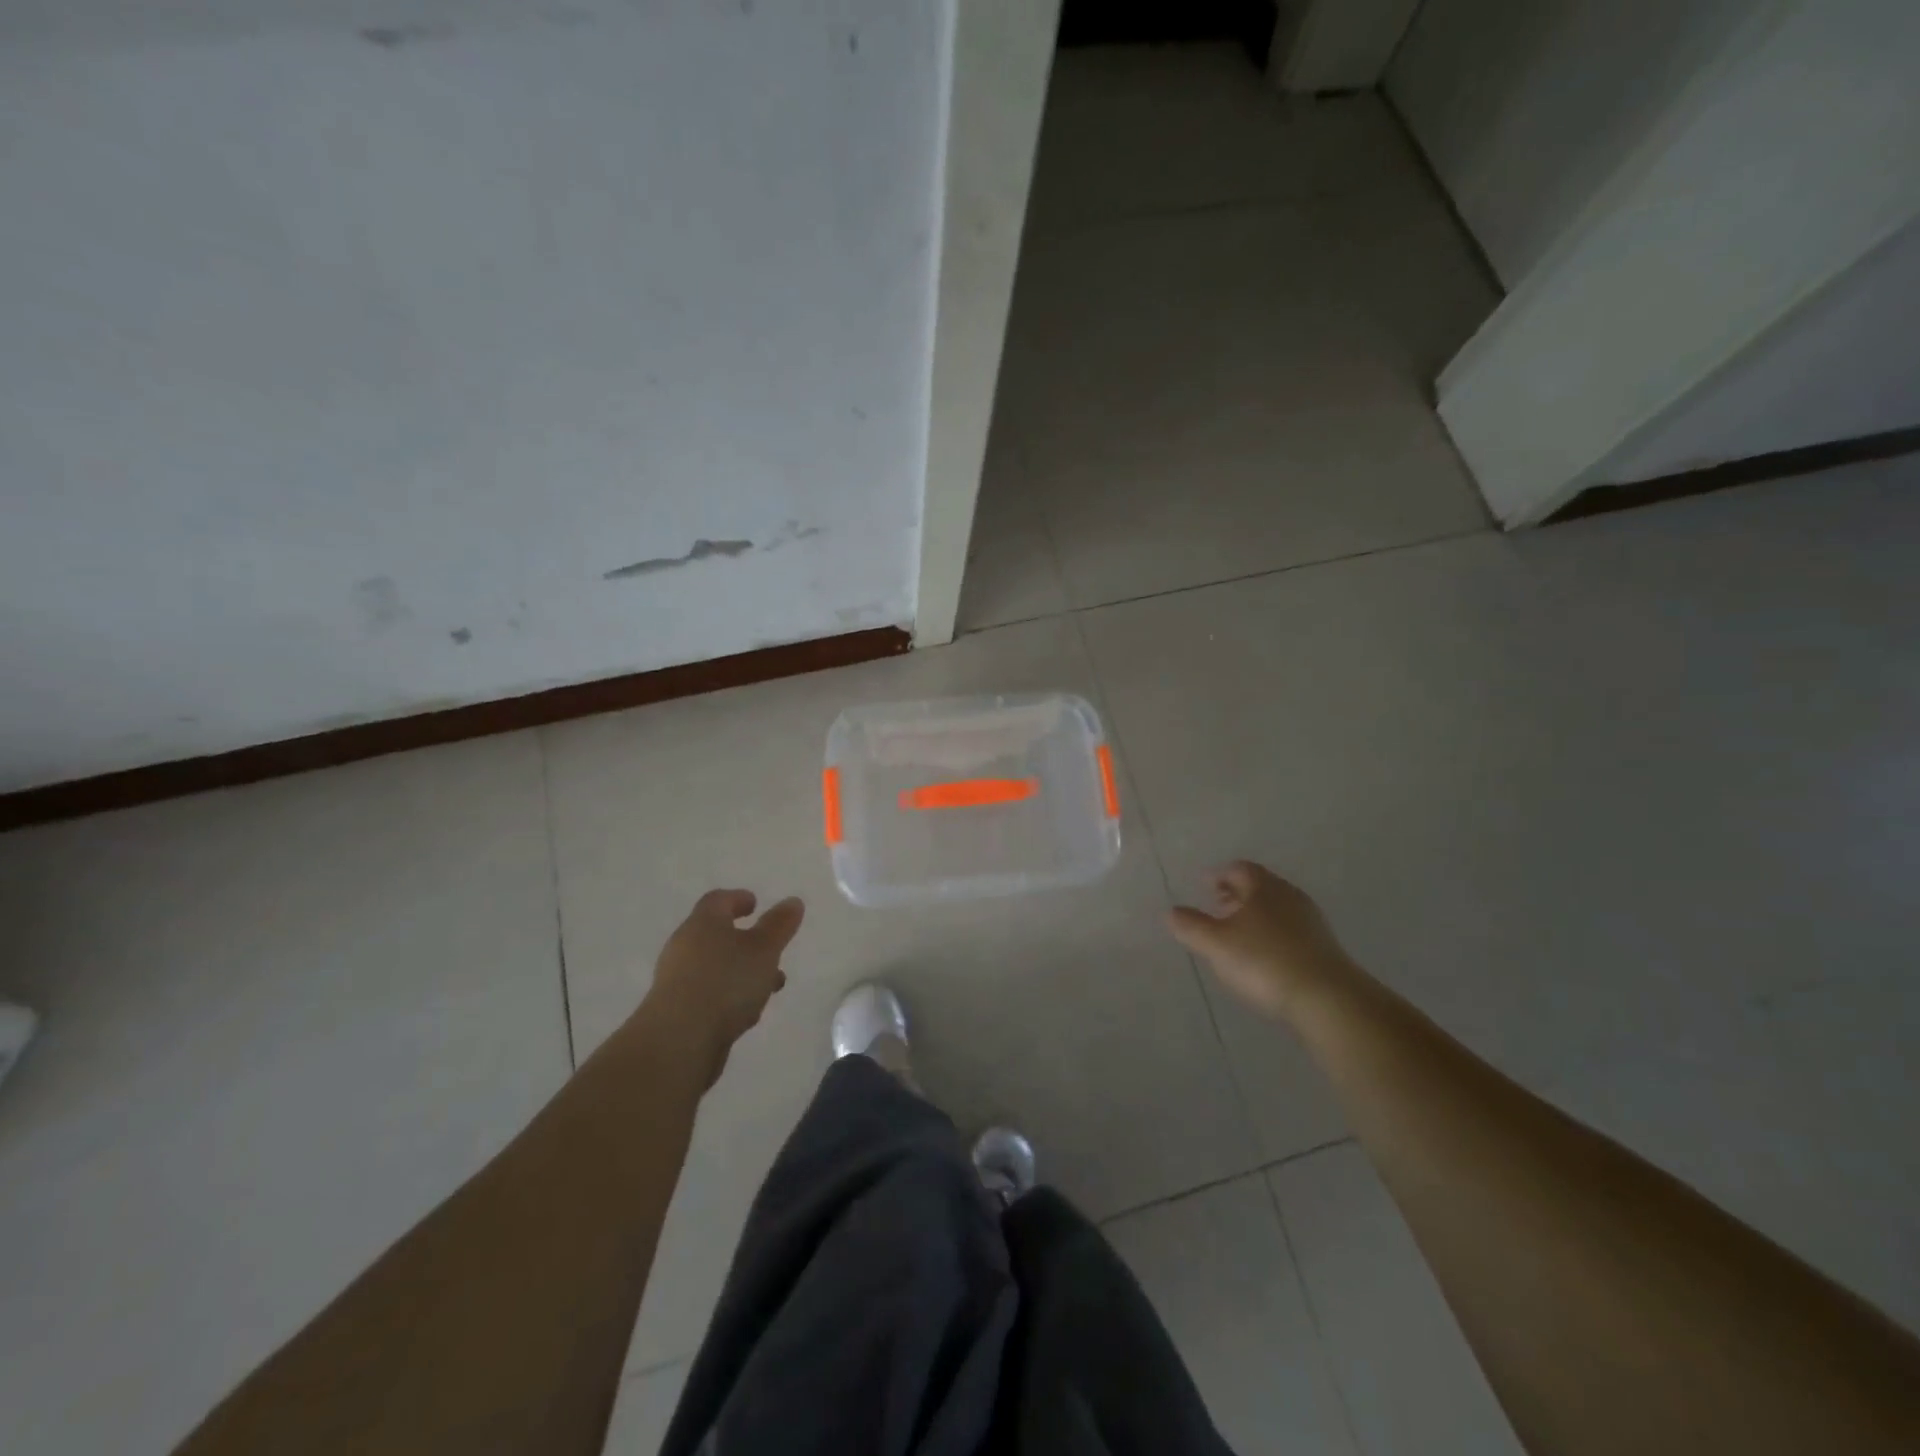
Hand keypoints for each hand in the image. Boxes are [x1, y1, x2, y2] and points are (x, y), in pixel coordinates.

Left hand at [641, 889, 803, 1087]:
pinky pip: (707, 993)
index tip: (755, 904)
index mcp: (703, 923)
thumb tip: (793, 901)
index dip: (737, 899)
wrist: (678, 1041)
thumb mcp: (764, 950)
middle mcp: (684, 946)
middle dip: (745, 941)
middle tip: (770, 949)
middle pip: (715, 934)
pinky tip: (746, 1012)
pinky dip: (728, 994)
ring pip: (715, 967)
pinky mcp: (675, 1011)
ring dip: (741, 971)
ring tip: (770, 986)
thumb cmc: (726, 982)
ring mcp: (676, 980)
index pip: (718, 900)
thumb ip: (779, 925)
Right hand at [1167, 861, 1353, 1021]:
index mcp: (1264, 887)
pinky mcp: (1325, 948)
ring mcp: (1312, 922)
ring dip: (1255, 915)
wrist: (1327, 999)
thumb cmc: (1264, 961)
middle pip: (1260, 887)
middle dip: (1236, 894)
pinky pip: (1291, 931)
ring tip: (1237, 934)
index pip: (1239, 869)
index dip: (1218, 875)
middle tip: (1217, 906)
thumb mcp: (1216, 944)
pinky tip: (1263, 956)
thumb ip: (1191, 926)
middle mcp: (1290, 897)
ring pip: (1277, 909)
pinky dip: (1272, 934)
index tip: (1204, 884)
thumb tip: (1171, 911)